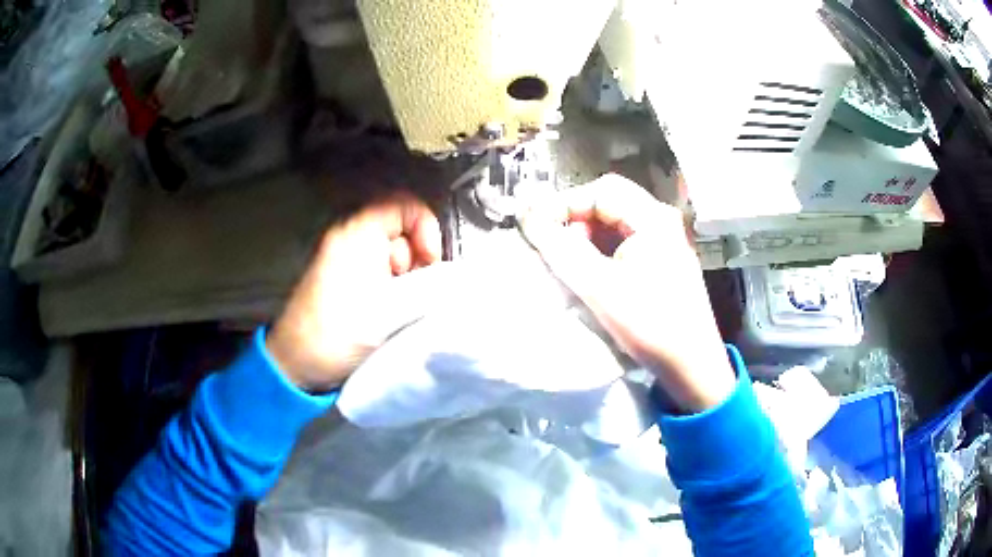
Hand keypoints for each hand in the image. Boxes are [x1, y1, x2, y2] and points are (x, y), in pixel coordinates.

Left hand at [267, 194, 452, 392]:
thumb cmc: (339, 333)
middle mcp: (349, 238)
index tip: (433, 262)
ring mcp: (343, 259)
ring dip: (406, 279)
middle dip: (418, 260)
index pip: (407, 206)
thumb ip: (432, 287)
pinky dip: (390, 288)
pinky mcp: (341, 280)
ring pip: (391, 255)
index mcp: (359, 232)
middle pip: (401, 232)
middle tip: (419, 291)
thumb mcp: (393, 309)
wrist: (298, 364)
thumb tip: (457, 280)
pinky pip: (377, 272)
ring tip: (400, 309)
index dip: (428, 229)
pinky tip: (388, 314)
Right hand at [521, 174, 734, 411]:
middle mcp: (663, 221)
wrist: (692, 365)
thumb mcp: (598, 286)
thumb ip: (560, 248)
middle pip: (610, 203)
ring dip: (589, 237)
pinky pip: (628, 242)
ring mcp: (667, 241)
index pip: (600, 191)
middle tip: (554, 248)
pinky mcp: (666, 261)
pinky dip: (604, 251)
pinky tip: (594, 274)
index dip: (565, 204)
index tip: (537, 228)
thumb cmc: (649, 323)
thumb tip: (528, 215)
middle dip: (576, 220)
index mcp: (653, 218)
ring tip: (571, 265)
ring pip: (617, 224)